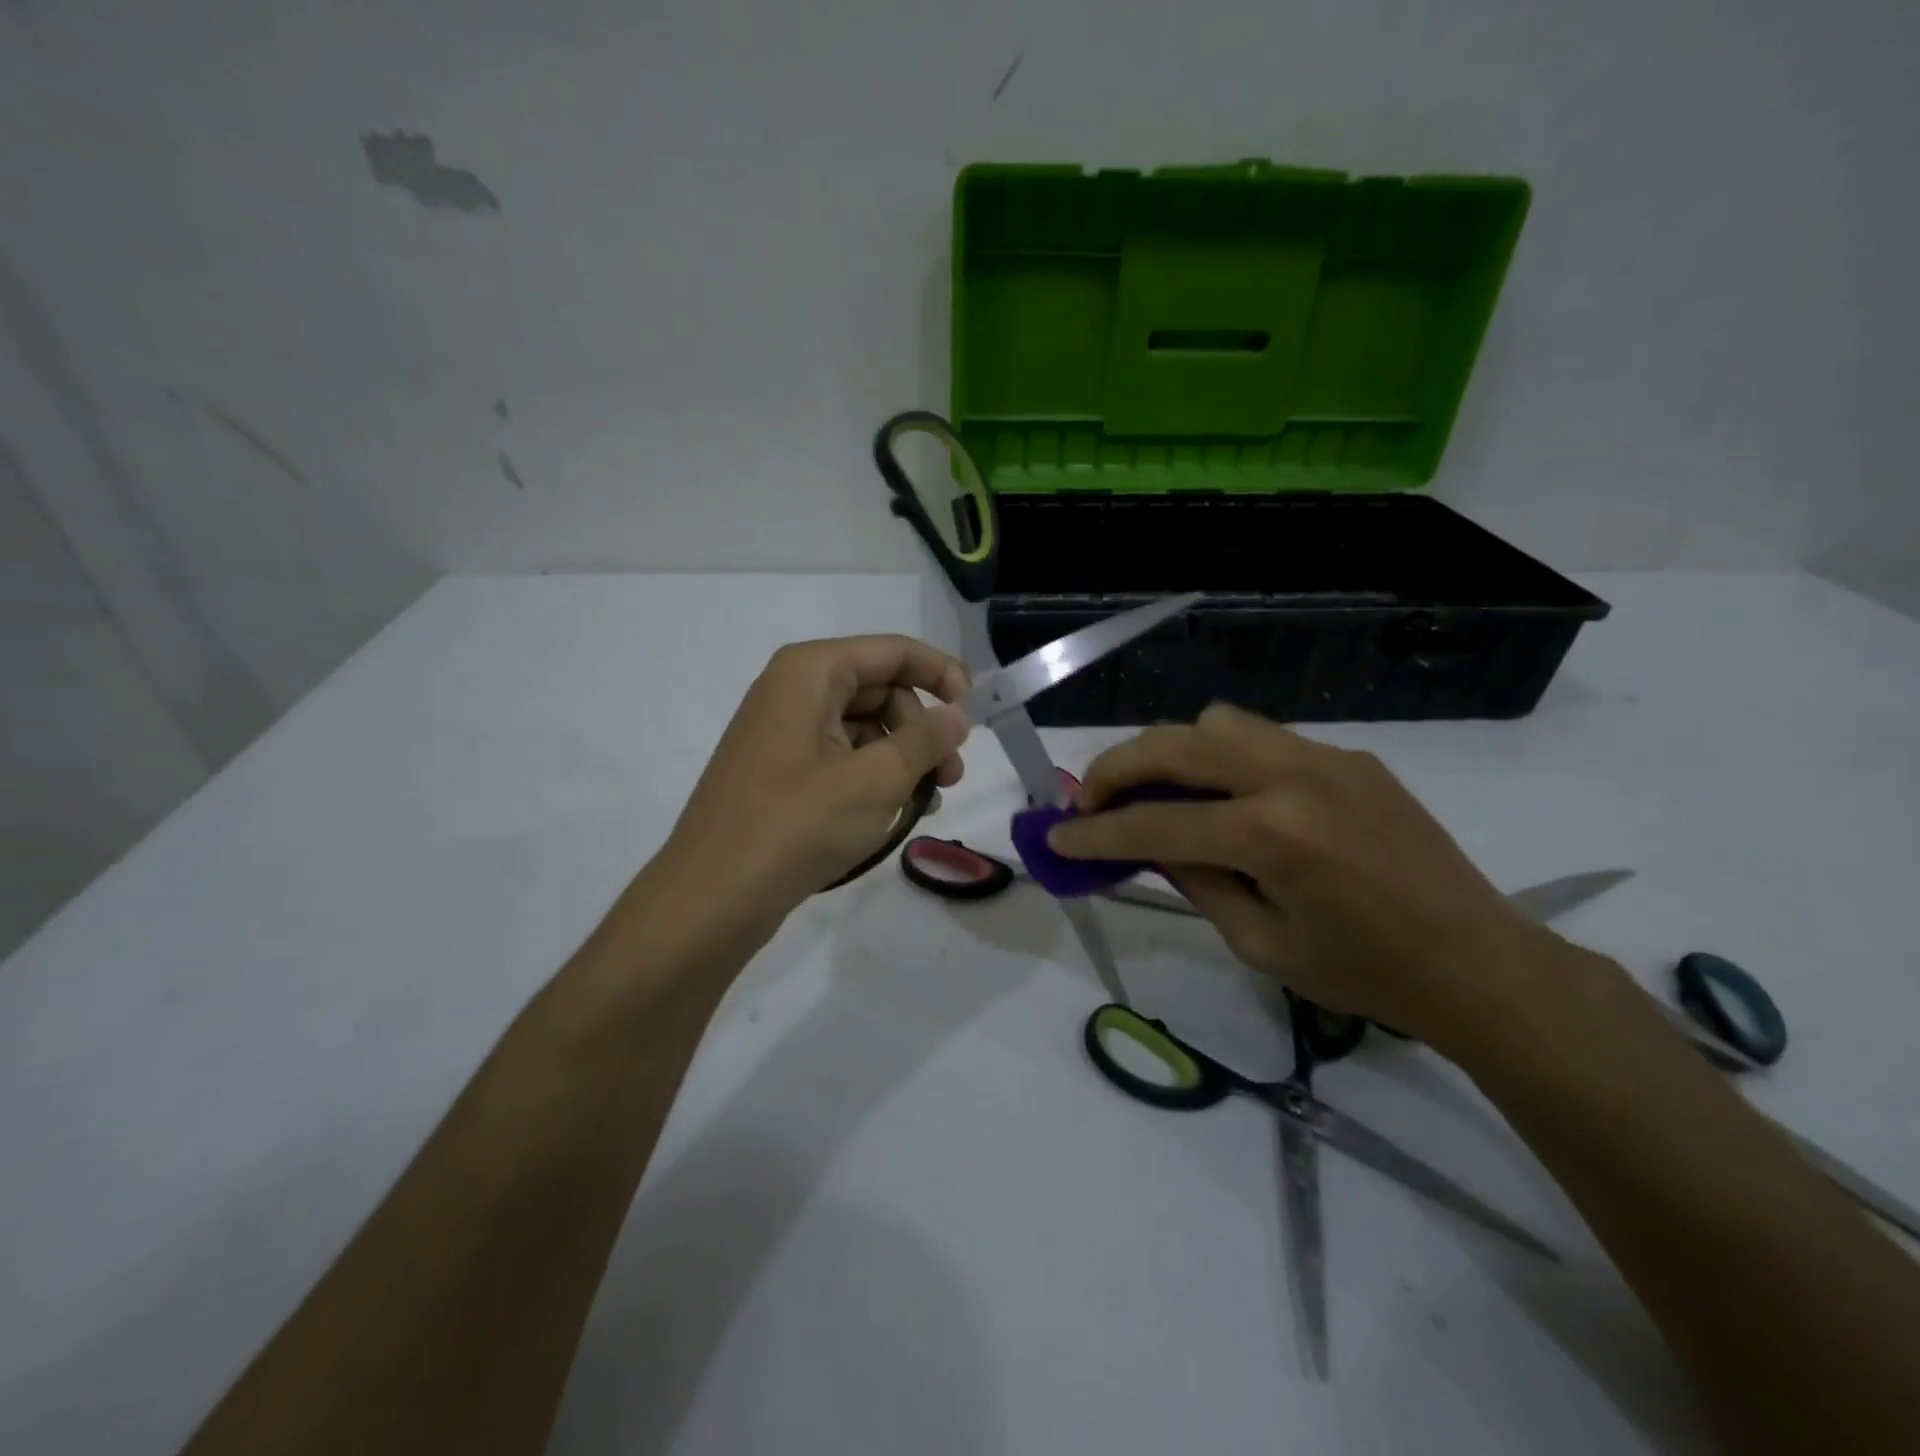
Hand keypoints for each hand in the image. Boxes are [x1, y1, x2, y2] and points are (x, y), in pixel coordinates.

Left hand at [656, 636, 970, 924]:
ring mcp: (782, 732)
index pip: (893, 652)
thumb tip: (958, 714)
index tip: (976, 711)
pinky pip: (840, 757)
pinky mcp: (779, 771)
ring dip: (902, 757)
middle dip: (921, 727)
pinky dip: (874, 776)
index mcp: (810, 672)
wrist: (713, 897)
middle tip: (951, 774)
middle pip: (879, 689)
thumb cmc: (798, 824)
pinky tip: (895, 810)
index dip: (940, 674)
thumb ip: (925, 739)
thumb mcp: (876, 779)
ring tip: (929, 800)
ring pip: (862, 727)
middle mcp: (792, 690)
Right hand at [1046, 703, 1556, 1053]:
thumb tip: (1147, 841)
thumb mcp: (1260, 943)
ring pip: (1216, 723)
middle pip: (1176, 744)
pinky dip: (1223, 758)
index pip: (1157, 823)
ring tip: (1160, 793)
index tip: (1056, 837)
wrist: (1477, 962)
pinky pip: (1263, 739)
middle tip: (1091, 800)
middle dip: (1118, 768)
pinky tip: (1227, 799)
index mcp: (1273, 836)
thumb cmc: (1365, 975)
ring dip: (1172, 752)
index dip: (1096, 833)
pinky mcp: (1348, 757)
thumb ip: (1195, 880)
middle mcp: (1294, 777)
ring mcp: (1325, 757)